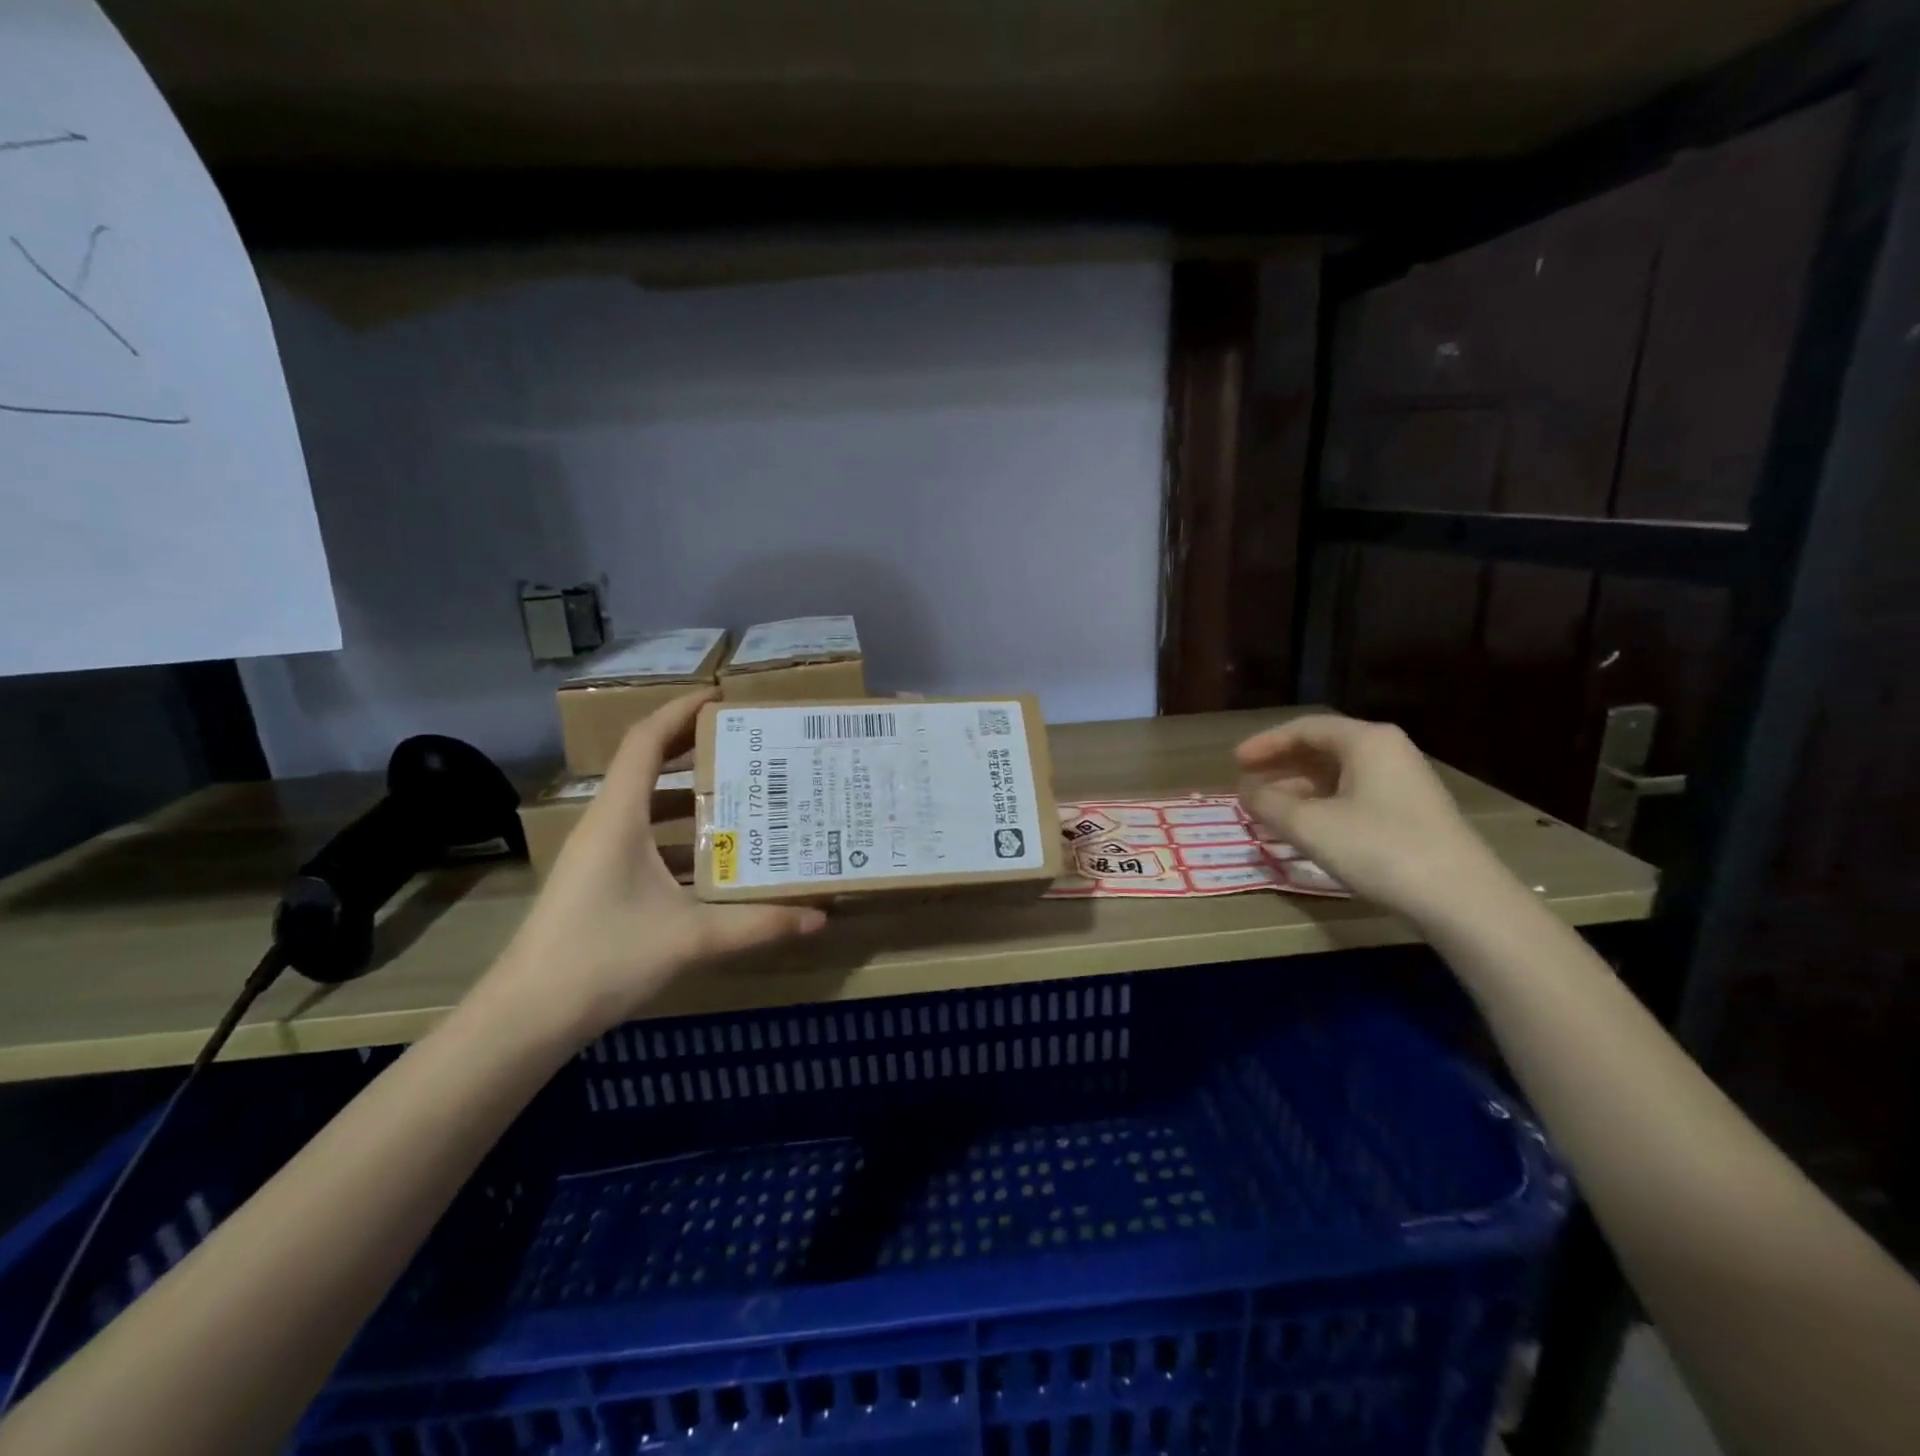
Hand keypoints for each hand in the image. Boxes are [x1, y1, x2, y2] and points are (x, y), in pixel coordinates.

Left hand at [486, 690, 824, 1043]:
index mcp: (619, 818)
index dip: (680, 711)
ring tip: (747, 799)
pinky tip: (719, 862)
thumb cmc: (603, 957)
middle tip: (750, 747)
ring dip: (693, 800)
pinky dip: (683, 840)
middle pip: (649, 767)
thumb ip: (758, 925)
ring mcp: (599, 856)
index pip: (645, 741)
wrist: (526, 1017)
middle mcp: (606, 825)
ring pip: (649, 808)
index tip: (722, 697)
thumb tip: (819, 918)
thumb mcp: (690, 938)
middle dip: (697, 751)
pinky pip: (647, 842)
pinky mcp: (601, 883)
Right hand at [1236, 714, 1510, 921]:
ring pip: (1337, 775)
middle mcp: (1387, 751)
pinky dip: (1321, 805)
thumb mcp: (1310, 826)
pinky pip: (1353, 795)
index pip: (1305, 728)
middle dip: (1280, 766)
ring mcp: (1403, 782)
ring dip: (1298, 789)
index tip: (1234, 762)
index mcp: (1366, 740)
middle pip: (1321, 748)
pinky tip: (1304, 828)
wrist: (1461, 898)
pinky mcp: (1410, 812)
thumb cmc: (1379, 848)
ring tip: (1267, 811)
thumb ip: (1268, 804)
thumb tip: (1245, 791)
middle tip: (1247, 784)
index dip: (1265, 744)